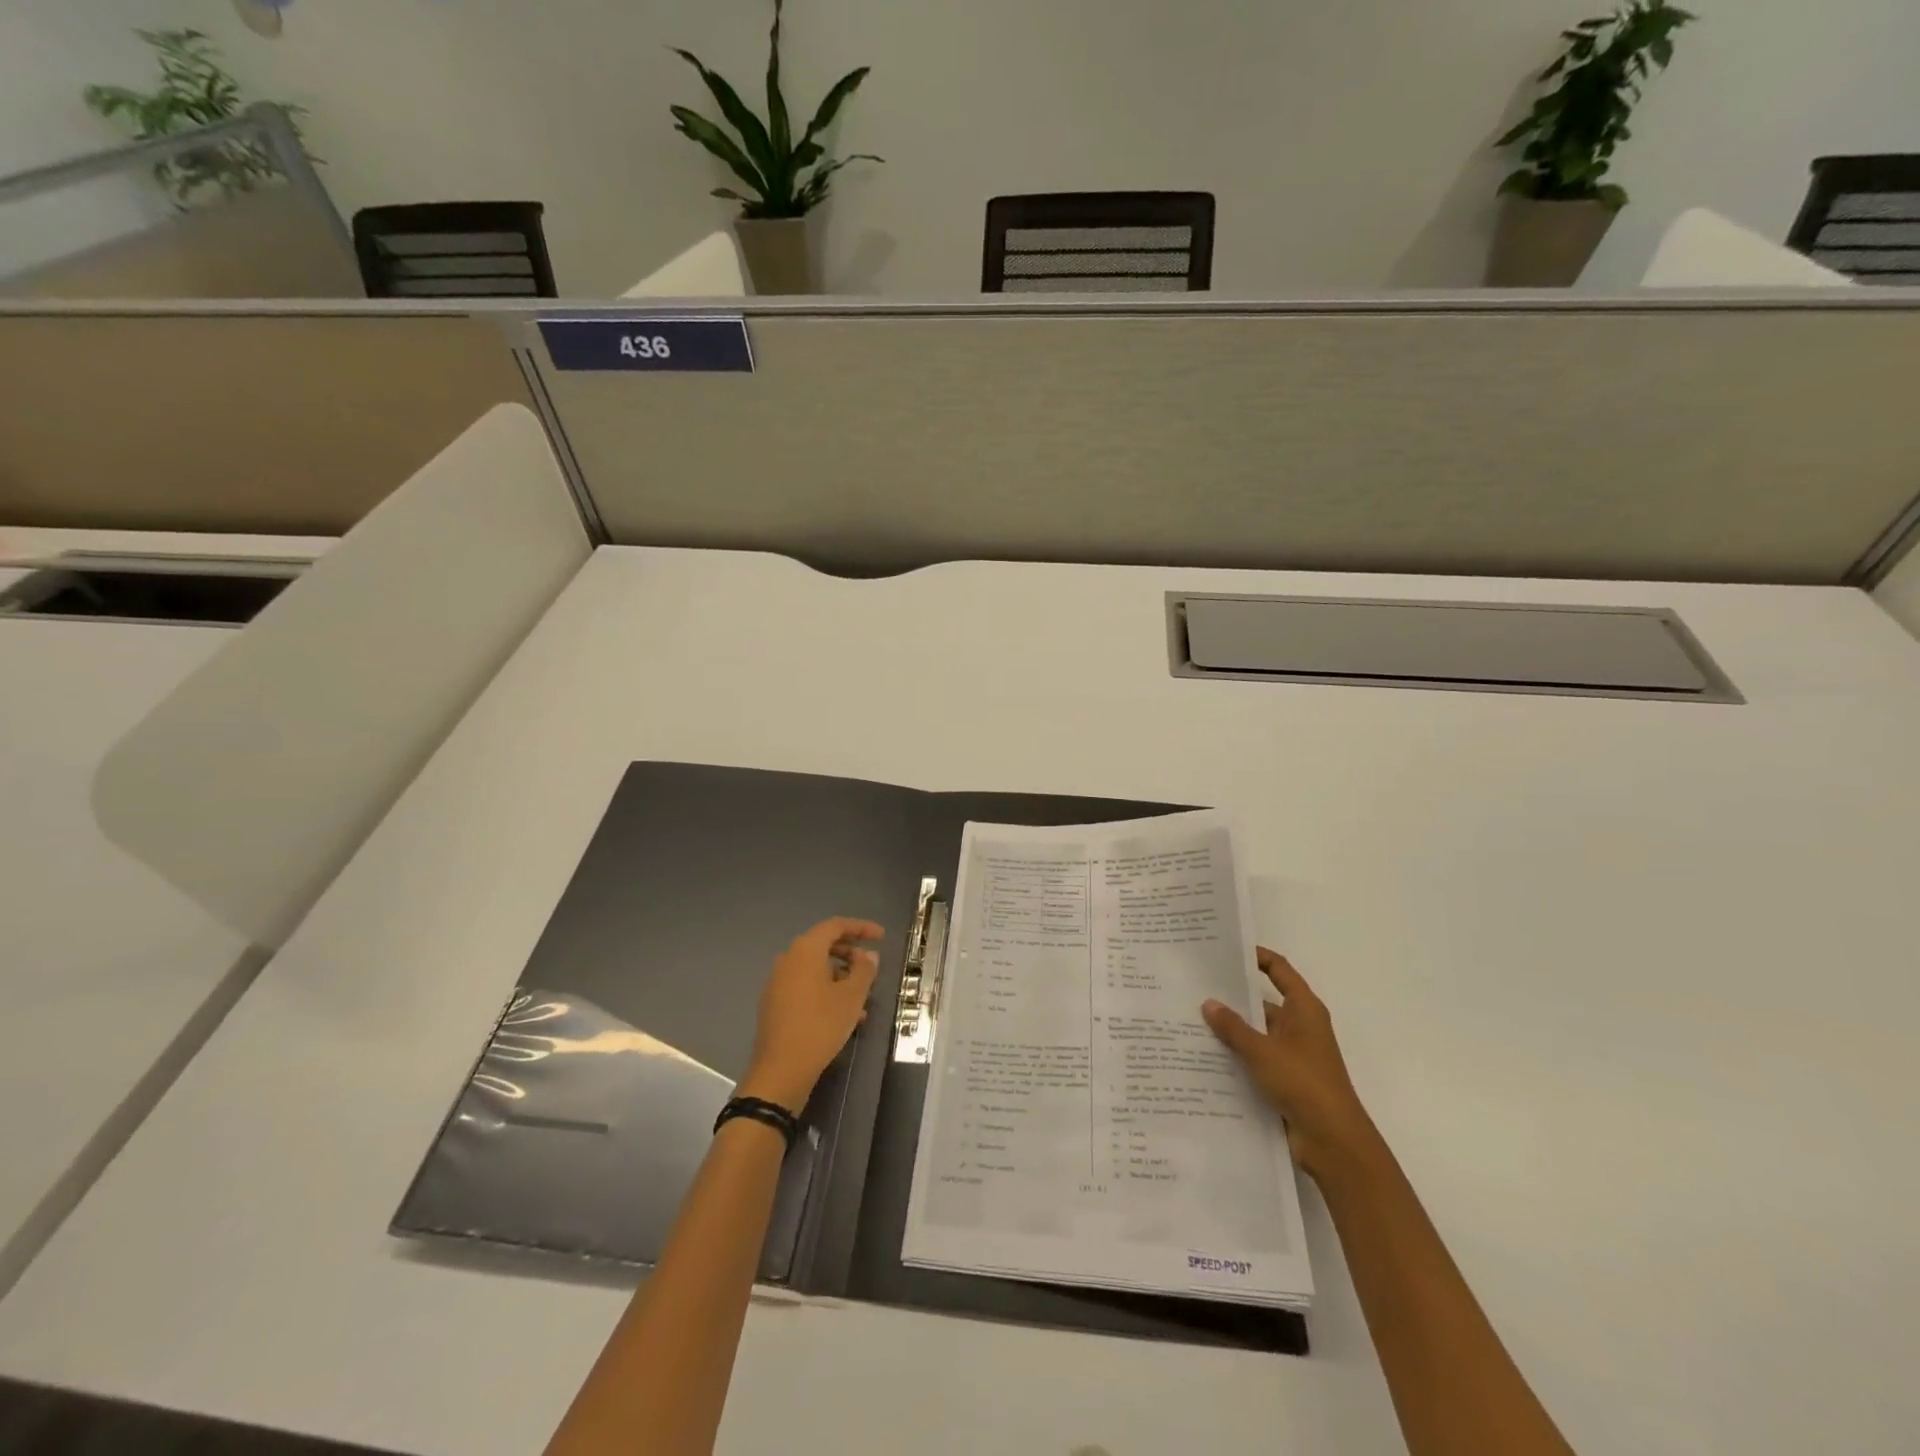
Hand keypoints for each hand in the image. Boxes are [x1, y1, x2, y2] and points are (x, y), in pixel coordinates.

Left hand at [739, 917, 884, 1113]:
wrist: (781, 1069)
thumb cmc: (821, 1025)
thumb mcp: (851, 997)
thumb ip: (864, 970)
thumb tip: (869, 956)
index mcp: (805, 950)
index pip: (835, 926)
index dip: (861, 928)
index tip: (881, 937)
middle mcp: (788, 959)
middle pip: (823, 945)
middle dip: (850, 954)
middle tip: (871, 967)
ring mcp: (778, 982)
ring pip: (815, 968)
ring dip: (840, 976)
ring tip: (862, 998)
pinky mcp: (775, 1003)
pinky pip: (805, 986)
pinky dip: (826, 990)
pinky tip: (844, 1015)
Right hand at [1202, 948, 1379, 1181]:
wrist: (1333, 1142)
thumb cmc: (1304, 1083)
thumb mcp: (1262, 1050)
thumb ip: (1233, 1027)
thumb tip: (1209, 1003)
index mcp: (1304, 1010)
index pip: (1279, 970)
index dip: (1256, 956)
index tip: (1225, 949)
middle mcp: (1300, 1027)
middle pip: (1263, 1002)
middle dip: (1232, 996)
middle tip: (1194, 986)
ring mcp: (1293, 1055)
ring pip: (1256, 1033)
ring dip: (1231, 1030)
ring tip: (1191, 1020)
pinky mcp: (1286, 1081)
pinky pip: (1255, 1059)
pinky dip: (1236, 1056)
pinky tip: (1204, 1056)